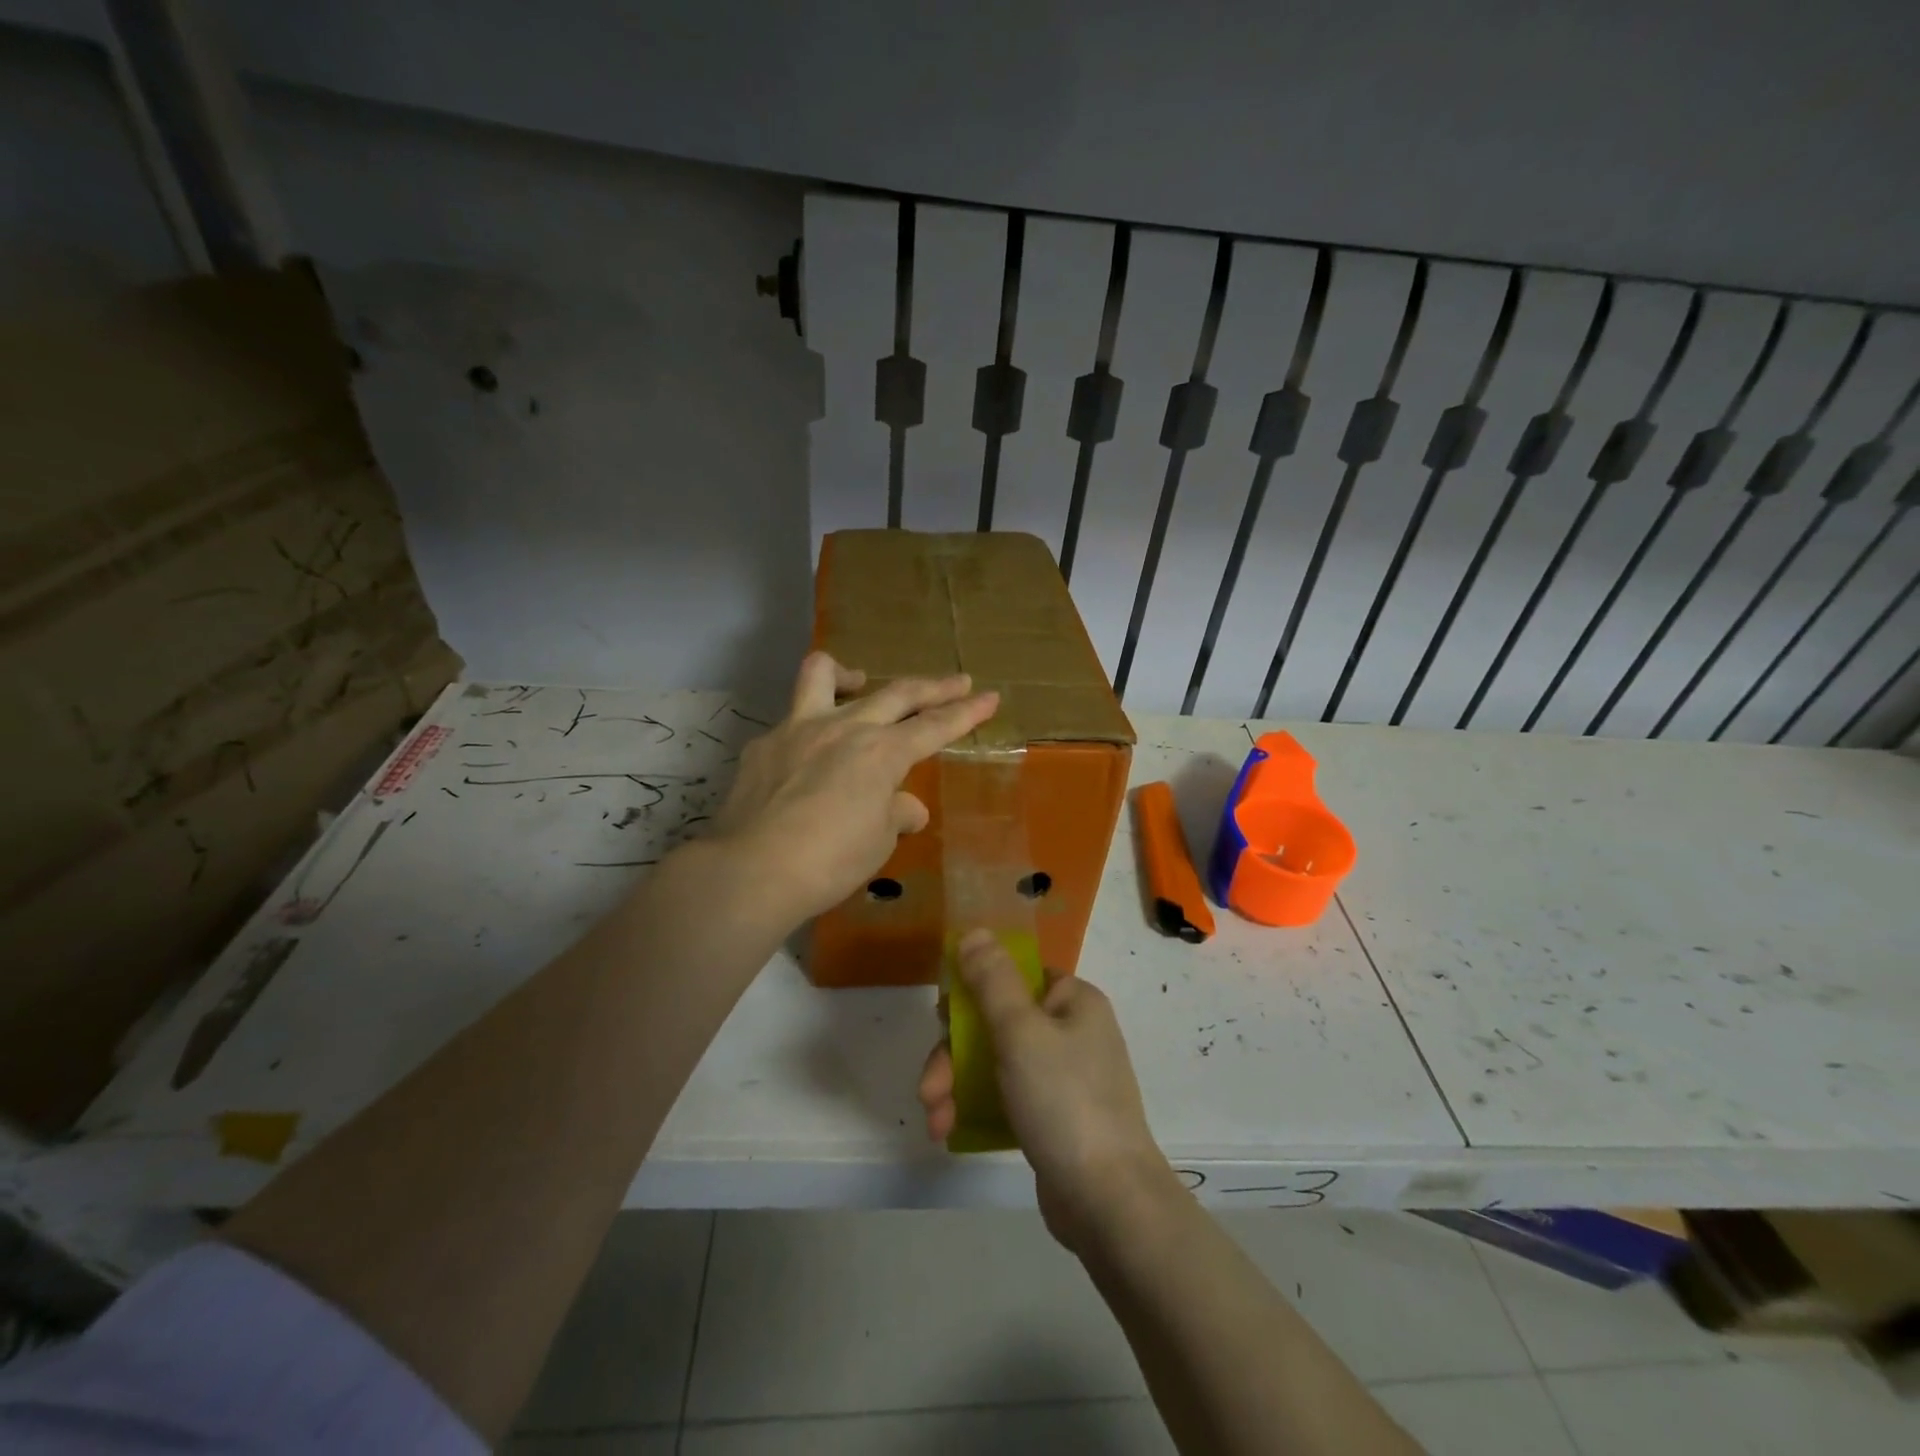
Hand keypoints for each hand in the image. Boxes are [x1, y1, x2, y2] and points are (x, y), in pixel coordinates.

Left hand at [708, 652, 998, 924]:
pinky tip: (805, 757)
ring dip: (850, 673)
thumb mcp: (878, 842)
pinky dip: (807, 729)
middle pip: (897, 693)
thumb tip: (906, 808)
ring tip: (860, 682)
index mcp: (882, 752)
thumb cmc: (830, 861)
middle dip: (934, 686)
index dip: (967, 713)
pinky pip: (790, 721)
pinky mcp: (763, 744)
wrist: (753, 869)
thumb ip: (895, 814)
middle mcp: (844, 727)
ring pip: (823, 673)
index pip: (935, 726)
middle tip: (957, 681)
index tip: (990, 697)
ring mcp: (798, 728)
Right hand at [918, 930, 1179, 1253]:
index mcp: (1072, 1000)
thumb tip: (974, 932)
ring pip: (994, 1063)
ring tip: (934, 1119)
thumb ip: (992, 980)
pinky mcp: (1052, 1117)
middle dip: (953, 1054)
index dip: (973, 990)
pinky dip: (975, 1109)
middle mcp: (1071, 1031)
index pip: (1014, 974)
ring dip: (956, 1086)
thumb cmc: (1064, 1101)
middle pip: (996, 1022)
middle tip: (929, 1087)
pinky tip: (949, 1131)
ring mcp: (1063, 1077)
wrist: (1109, 1203)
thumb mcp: (1021, 1032)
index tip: (942, 1017)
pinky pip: (1005, 1097)